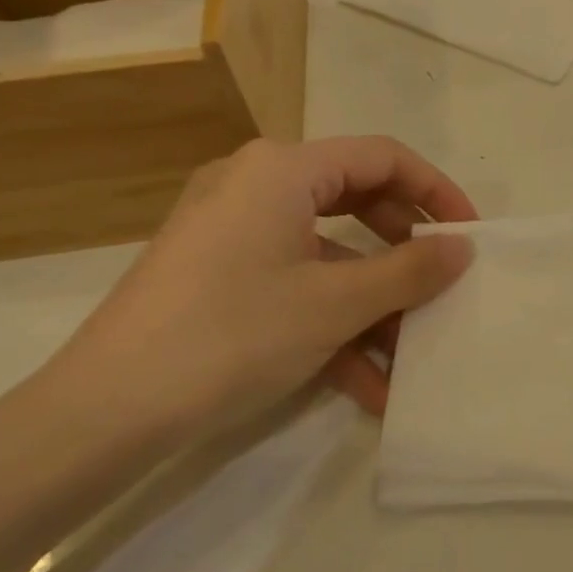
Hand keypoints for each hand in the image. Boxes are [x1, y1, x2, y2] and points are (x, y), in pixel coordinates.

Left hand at [41, 136, 477, 431]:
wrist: (102, 414)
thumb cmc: (231, 335)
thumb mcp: (334, 304)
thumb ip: (409, 270)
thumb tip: (463, 247)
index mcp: (283, 169)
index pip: (382, 157)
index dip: (436, 191)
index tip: (470, 234)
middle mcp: (256, 185)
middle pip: (357, 201)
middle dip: (405, 251)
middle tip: (443, 285)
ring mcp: (233, 231)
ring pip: (328, 253)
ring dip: (373, 302)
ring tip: (410, 355)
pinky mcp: (218, 274)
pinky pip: (293, 283)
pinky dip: (331, 323)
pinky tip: (366, 384)